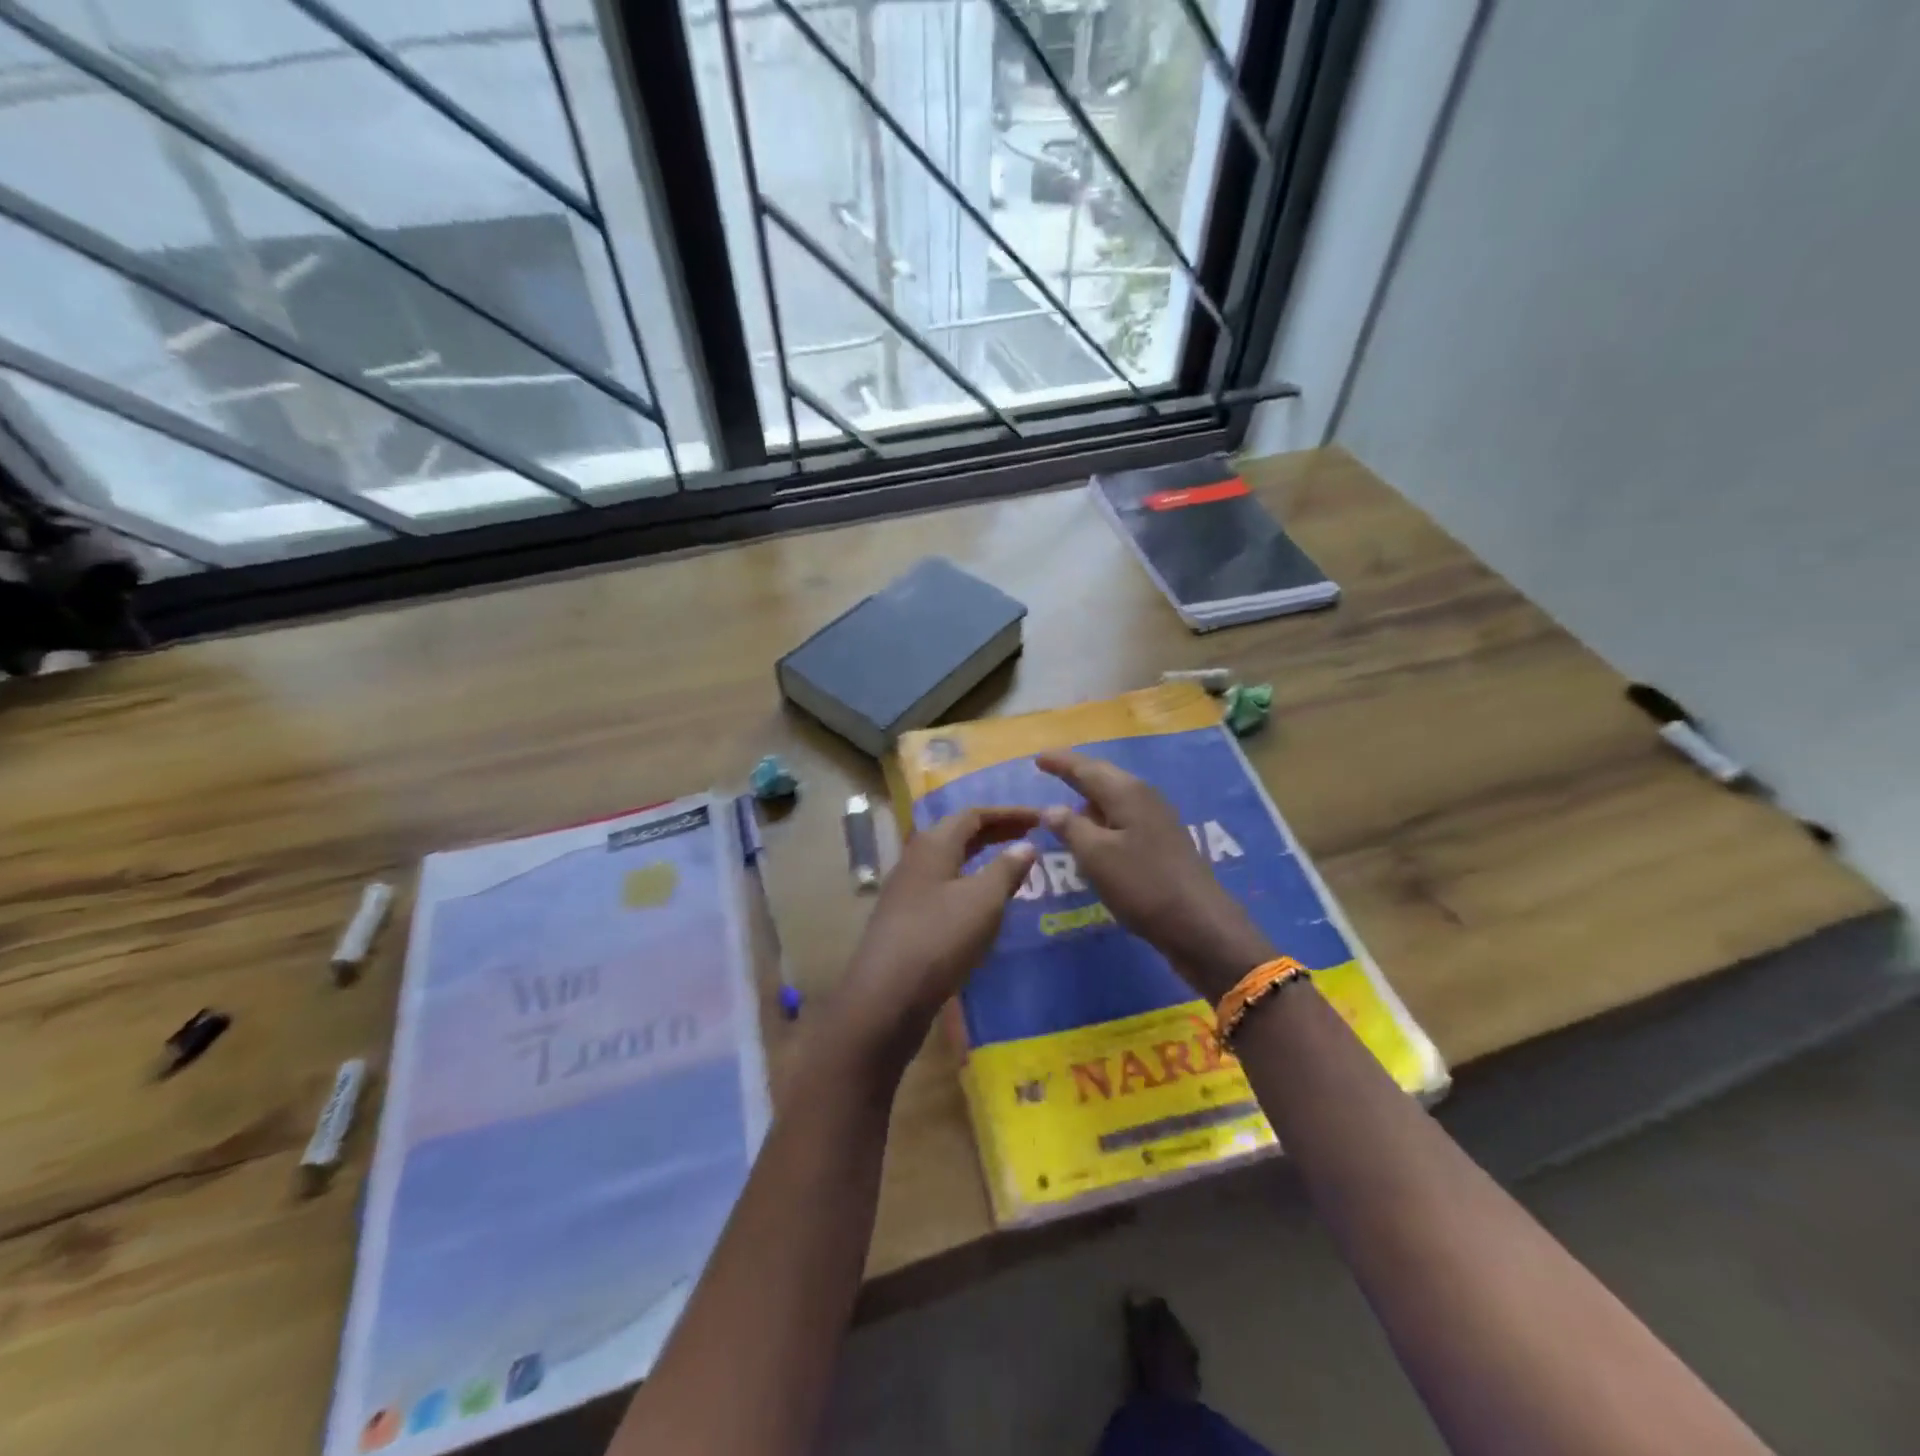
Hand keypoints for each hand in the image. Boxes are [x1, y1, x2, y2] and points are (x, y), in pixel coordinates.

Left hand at [833, 806, 1039, 1074]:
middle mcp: (916, 859)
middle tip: (1030, 836)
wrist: (887, 995)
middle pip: (958, 834)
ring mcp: (907, 890)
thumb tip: (1026, 845)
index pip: (973, 815)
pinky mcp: (906, 919)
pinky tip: (984, 905)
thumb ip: (1006, 869)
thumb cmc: (940, 938)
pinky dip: (969, 884)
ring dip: (981, 859)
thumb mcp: (983, 901)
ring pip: (950, 862)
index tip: (1040, 818)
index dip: (1008, 813)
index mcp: (933, 844)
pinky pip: (944, 888)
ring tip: (1012, 867)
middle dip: (995, 832)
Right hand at [1036, 751, 1272, 999]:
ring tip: (1067, 804)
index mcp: (1126, 793)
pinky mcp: (1164, 842)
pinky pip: (1125, 818)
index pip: (1085, 769)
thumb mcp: (1095, 856)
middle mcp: (1144, 796)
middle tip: (1051, 771)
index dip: (1060, 763)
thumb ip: (1070, 827)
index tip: (1038, 758)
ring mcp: (1158, 819)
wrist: (1200, 923)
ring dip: (1091, 798)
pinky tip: (1096, 835)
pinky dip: (1105, 819)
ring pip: (1116, 798)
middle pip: (1104, 777)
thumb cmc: (1142, 885)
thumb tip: (1050, 808)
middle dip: (1077, 773)